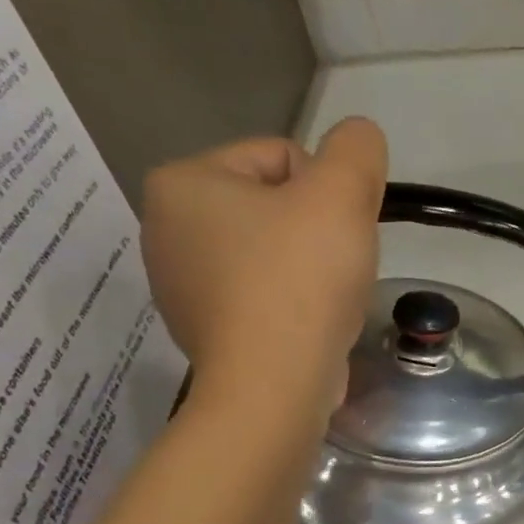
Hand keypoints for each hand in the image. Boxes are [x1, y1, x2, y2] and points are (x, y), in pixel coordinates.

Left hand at [140, 118, 387, 432]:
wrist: (274, 385)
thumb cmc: (301, 278)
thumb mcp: (342, 192)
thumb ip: (356, 149)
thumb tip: (358, 139)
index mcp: (183, 182)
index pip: (281, 155)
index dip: (327, 187)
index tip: (338, 229)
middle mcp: (165, 228)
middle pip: (275, 203)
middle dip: (317, 227)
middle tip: (338, 263)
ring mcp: (180, 284)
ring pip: (272, 250)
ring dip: (310, 264)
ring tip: (327, 296)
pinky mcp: (206, 328)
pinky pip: (263, 293)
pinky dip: (293, 301)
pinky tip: (309, 323)